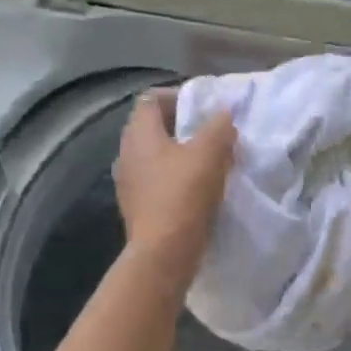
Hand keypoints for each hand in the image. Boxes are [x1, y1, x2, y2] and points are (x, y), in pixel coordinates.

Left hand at [114, 88, 235, 279]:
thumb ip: (219, 126)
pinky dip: (175, 178)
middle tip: (211, 132)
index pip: (151, 99)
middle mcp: (126, 154)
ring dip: (180, 154)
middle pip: (153, 127)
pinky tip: (197, 189)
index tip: (204, 107)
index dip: (177, 96)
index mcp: (139, 134)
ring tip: (208, 161)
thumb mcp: (210, 153)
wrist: (163, 254)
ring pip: (155, 156)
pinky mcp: (137, 207)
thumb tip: (224, 114)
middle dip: (182, 126)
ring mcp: (128, 183)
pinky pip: (156, 181)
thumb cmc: (184, 194)